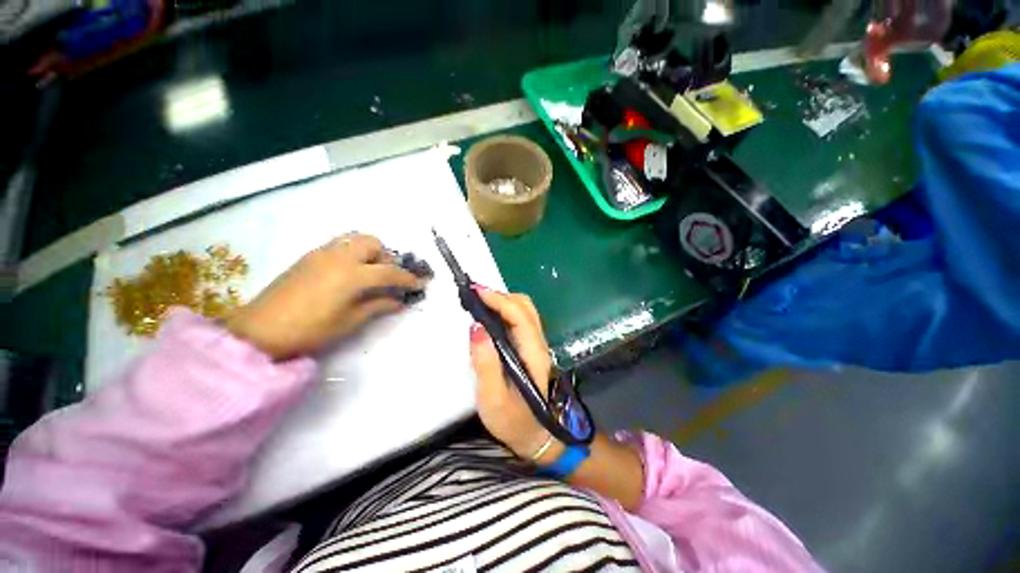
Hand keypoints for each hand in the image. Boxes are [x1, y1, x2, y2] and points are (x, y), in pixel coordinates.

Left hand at [226, 233, 424, 359]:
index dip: (407, 279)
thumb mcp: (350, 321)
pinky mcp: (309, 256)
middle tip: (388, 277)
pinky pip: (340, 244)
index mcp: (352, 275)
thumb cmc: (310, 329)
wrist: (260, 329)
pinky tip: (349, 272)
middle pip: (373, 243)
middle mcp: (340, 256)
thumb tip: (399, 302)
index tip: (419, 285)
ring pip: (355, 239)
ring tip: (370, 272)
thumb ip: (378, 306)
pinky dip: (353, 252)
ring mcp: (322, 253)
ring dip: (370, 251)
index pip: (389, 272)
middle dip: (387, 258)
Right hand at [468, 287, 559, 460]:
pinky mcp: (530, 348)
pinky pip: (520, 319)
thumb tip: (476, 327)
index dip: (498, 300)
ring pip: (525, 310)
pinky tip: (490, 316)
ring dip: (503, 301)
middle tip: (474, 297)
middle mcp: (538, 343)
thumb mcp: (492, 398)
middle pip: (525, 307)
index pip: (519, 316)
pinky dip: (505, 310)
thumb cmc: (513, 421)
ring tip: (480, 303)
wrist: (536, 436)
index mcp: (533, 354)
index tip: (475, 291)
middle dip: (500, 296)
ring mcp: (536, 344)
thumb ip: (485, 362)